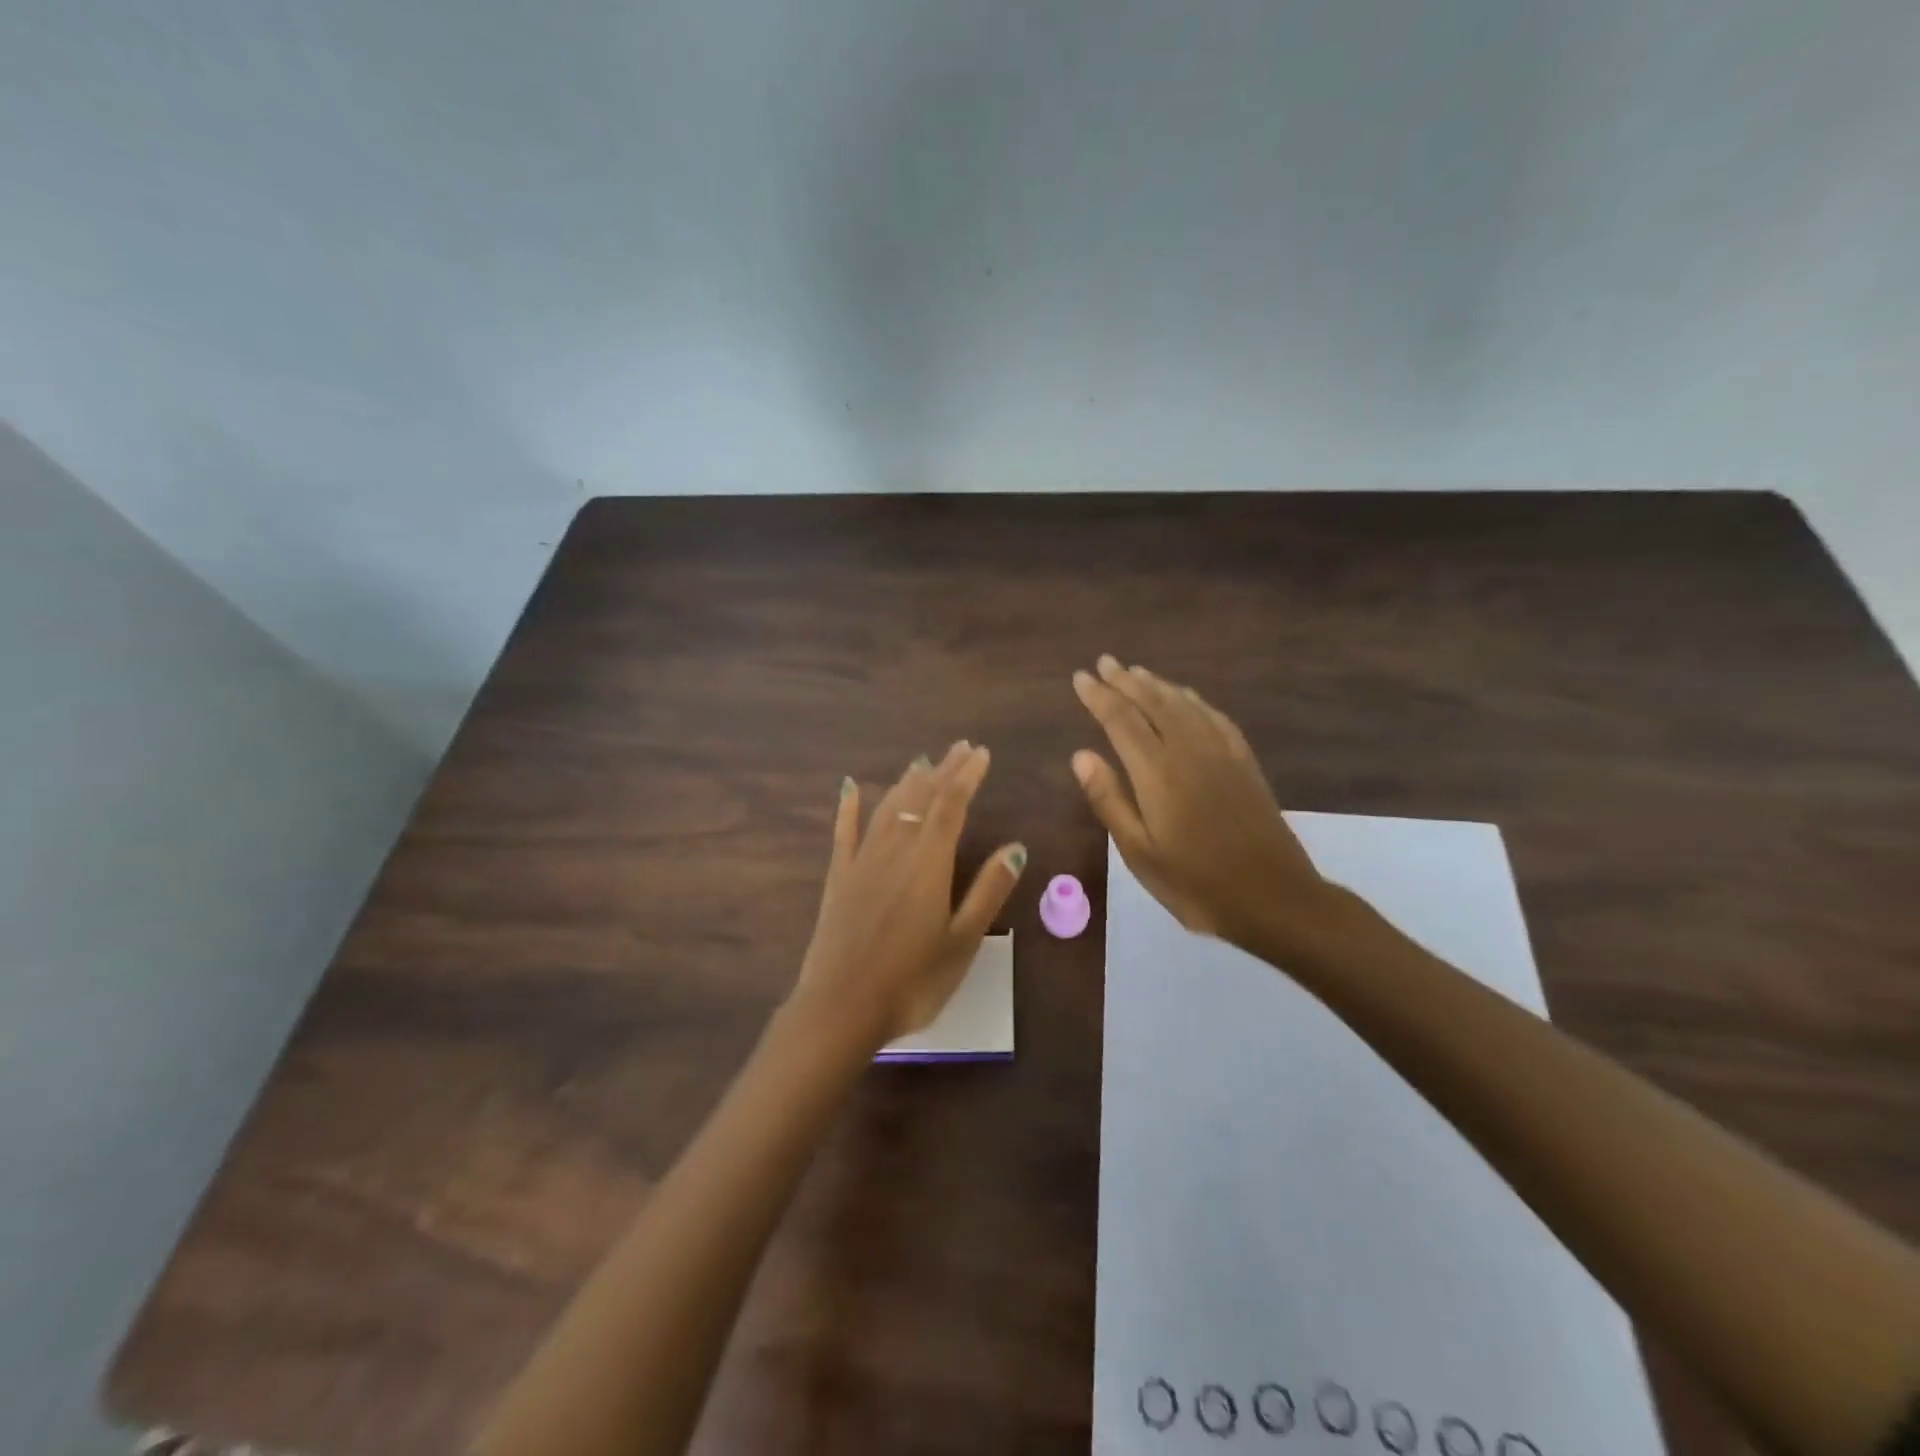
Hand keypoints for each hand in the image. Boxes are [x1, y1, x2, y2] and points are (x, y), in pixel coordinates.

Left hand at [791, 741, 1026, 1046]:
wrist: (841, 1008)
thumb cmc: (912, 980)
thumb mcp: (962, 941)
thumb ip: (988, 891)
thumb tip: (1015, 848)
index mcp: (929, 862)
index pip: (951, 804)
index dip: (967, 775)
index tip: (980, 753)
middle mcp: (895, 849)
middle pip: (921, 798)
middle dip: (943, 770)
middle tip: (959, 747)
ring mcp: (862, 861)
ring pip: (887, 808)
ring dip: (906, 782)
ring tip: (922, 763)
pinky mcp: (838, 878)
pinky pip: (844, 832)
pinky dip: (848, 807)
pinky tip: (849, 787)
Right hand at [1071, 656, 1328, 947]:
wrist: (1273, 898)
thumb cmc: (1195, 883)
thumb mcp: (1139, 852)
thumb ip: (1109, 800)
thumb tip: (1081, 755)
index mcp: (1157, 772)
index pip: (1120, 720)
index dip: (1098, 696)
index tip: (1080, 677)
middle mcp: (1189, 751)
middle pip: (1153, 702)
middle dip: (1125, 681)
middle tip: (1104, 662)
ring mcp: (1221, 753)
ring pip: (1184, 704)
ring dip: (1157, 685)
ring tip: (1136, 671)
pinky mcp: (1244, 763)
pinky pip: (1215, 717)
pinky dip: (1194, 700)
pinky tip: (1187, 698)